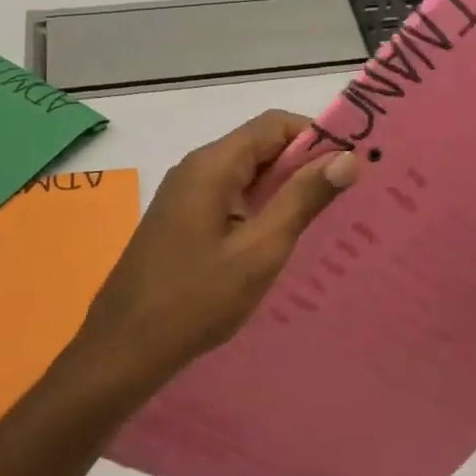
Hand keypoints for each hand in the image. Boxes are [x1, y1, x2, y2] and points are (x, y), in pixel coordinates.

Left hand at [72, 110, 360, 382]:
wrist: (123, 350)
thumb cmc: (195, 300)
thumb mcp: (259, 250)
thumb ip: (302, 200)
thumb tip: (348, 158)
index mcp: (212, 166)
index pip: (275, 125)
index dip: (317, 137)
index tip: (352, 166)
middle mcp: (196, 170)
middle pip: (260, 146)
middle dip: (305, 164)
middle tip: (346, 196)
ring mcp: (185, 197)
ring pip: (247, 175)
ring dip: (285, 189)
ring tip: (324, 219)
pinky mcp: (182, 222)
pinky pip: (231, 199)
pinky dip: (261, 209)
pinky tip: (281, 240)